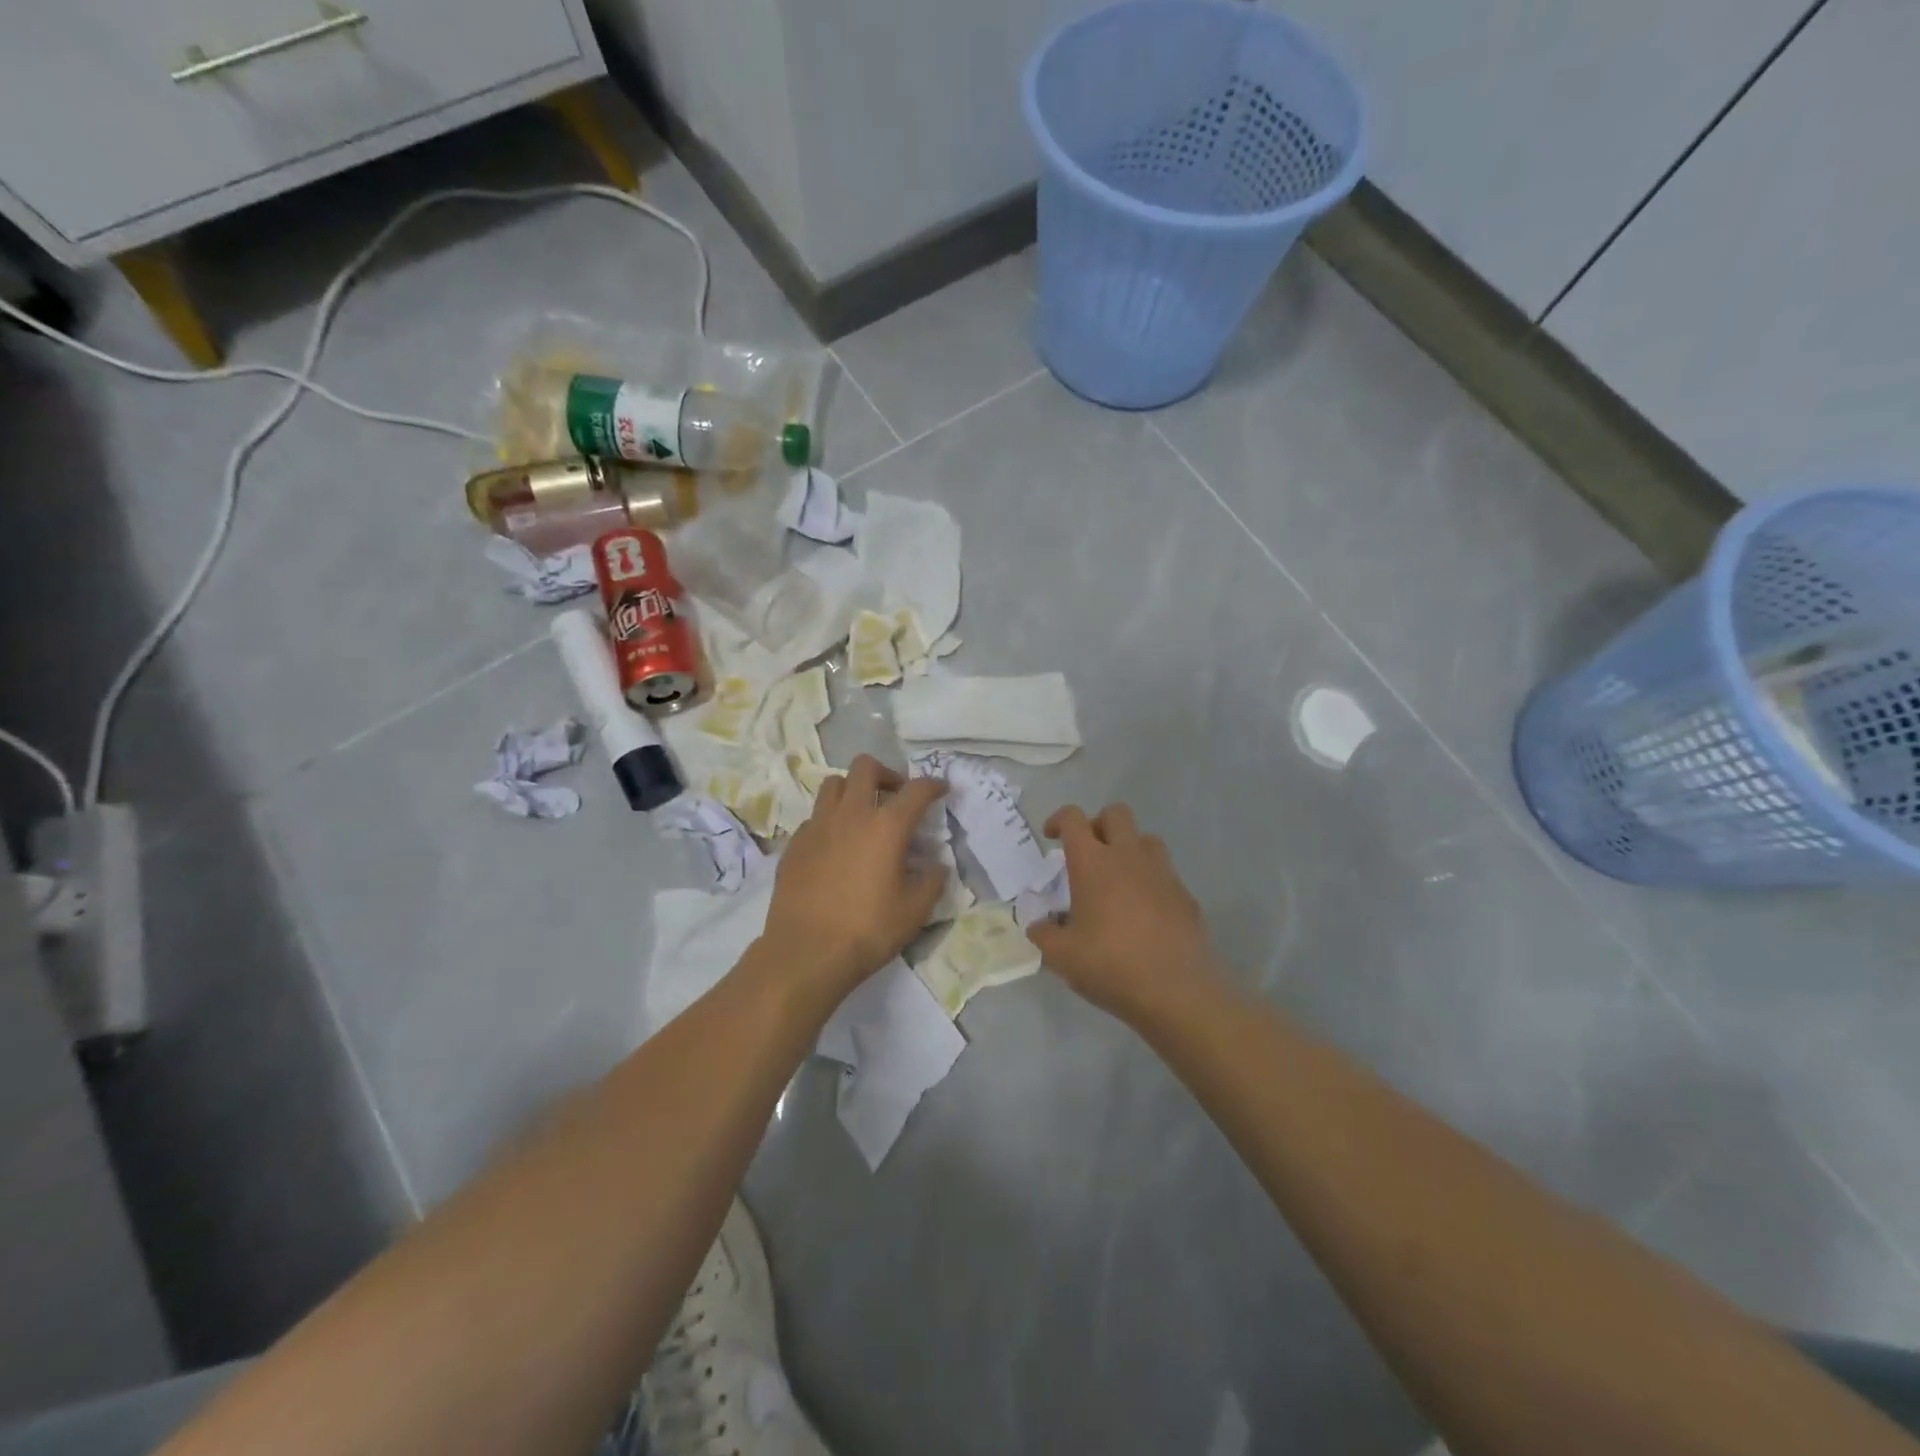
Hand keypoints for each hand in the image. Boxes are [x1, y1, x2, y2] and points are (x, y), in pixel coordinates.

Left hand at [761, 755, 946, 998]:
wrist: (806, 952)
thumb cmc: (867, 930)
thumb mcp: (915, 911)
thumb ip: (931, 880)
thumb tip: (934, 864)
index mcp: (886, 827)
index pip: (916, 790)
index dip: (933, 785)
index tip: (941, 789)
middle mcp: (851, 815)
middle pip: (865, 767)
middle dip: (886, 774)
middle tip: (895, 796)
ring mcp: (817, 826)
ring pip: (834, 784)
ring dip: (853, 790)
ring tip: (862, 814)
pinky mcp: (795, 844)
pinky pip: (815, 816)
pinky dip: (830, 820)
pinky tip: (836, 846)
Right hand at [1027, 803, 1220, 1024]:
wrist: (1176, 991)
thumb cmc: (1110, 965)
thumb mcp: (1061, 956)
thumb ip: (1043, 934)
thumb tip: (1038, 925)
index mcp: (1093, 862)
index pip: (1073, 819)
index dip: (1059, 820)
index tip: (1051, 838)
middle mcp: (1128, 856)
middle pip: (1116, 813)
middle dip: (1097, 824)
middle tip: (1087, 853)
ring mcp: (1162, 872)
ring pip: (1145, 838)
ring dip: (1128, 848)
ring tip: (1116, 878)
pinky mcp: (1185, 894)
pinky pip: (1165, 873)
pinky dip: (1150, 880)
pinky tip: (1143, 912)